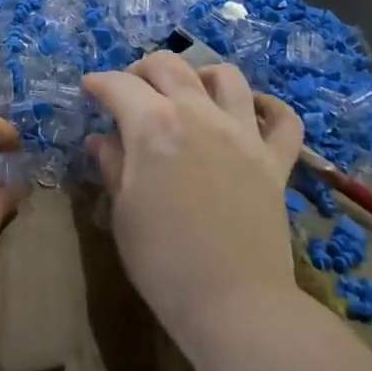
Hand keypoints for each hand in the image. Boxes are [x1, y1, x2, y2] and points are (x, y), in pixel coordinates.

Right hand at [82, 52, 305, 349]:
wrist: (234, 304)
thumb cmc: (162, 260)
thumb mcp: (123, 211)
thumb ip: (113, 165)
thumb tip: (102, 139)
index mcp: (154, 126)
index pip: (119, 85)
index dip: (99, 83)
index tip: (88, 90)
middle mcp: (199, 115)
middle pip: (169, 66)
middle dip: (142, 69)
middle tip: (129, 89)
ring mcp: (243, 134)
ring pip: (226, 77)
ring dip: (199, 75)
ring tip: (187, 92)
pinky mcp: (276, 161)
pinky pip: (283, 119)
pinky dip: (267, 106)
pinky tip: (250, 111)